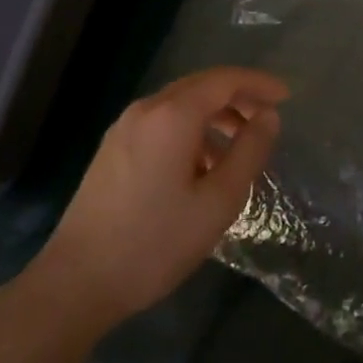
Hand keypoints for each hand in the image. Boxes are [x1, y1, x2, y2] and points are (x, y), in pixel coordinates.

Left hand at [37, 67, 287, 329]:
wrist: (76, 282)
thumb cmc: (155, 242)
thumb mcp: (218, 202)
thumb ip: (249, 152)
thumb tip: (268, 117)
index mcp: (173, 115)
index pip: (225, 80)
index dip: (258, 84)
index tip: (286, 96)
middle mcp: (147, 109)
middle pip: (201, 86)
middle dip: (238, 97)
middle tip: (267, 119)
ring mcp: (124, 128)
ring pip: (180, 105)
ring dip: (214, 116)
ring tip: (238, 149)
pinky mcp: (112, 149)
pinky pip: (162, 123)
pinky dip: (190, 130)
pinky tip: (200, 167)